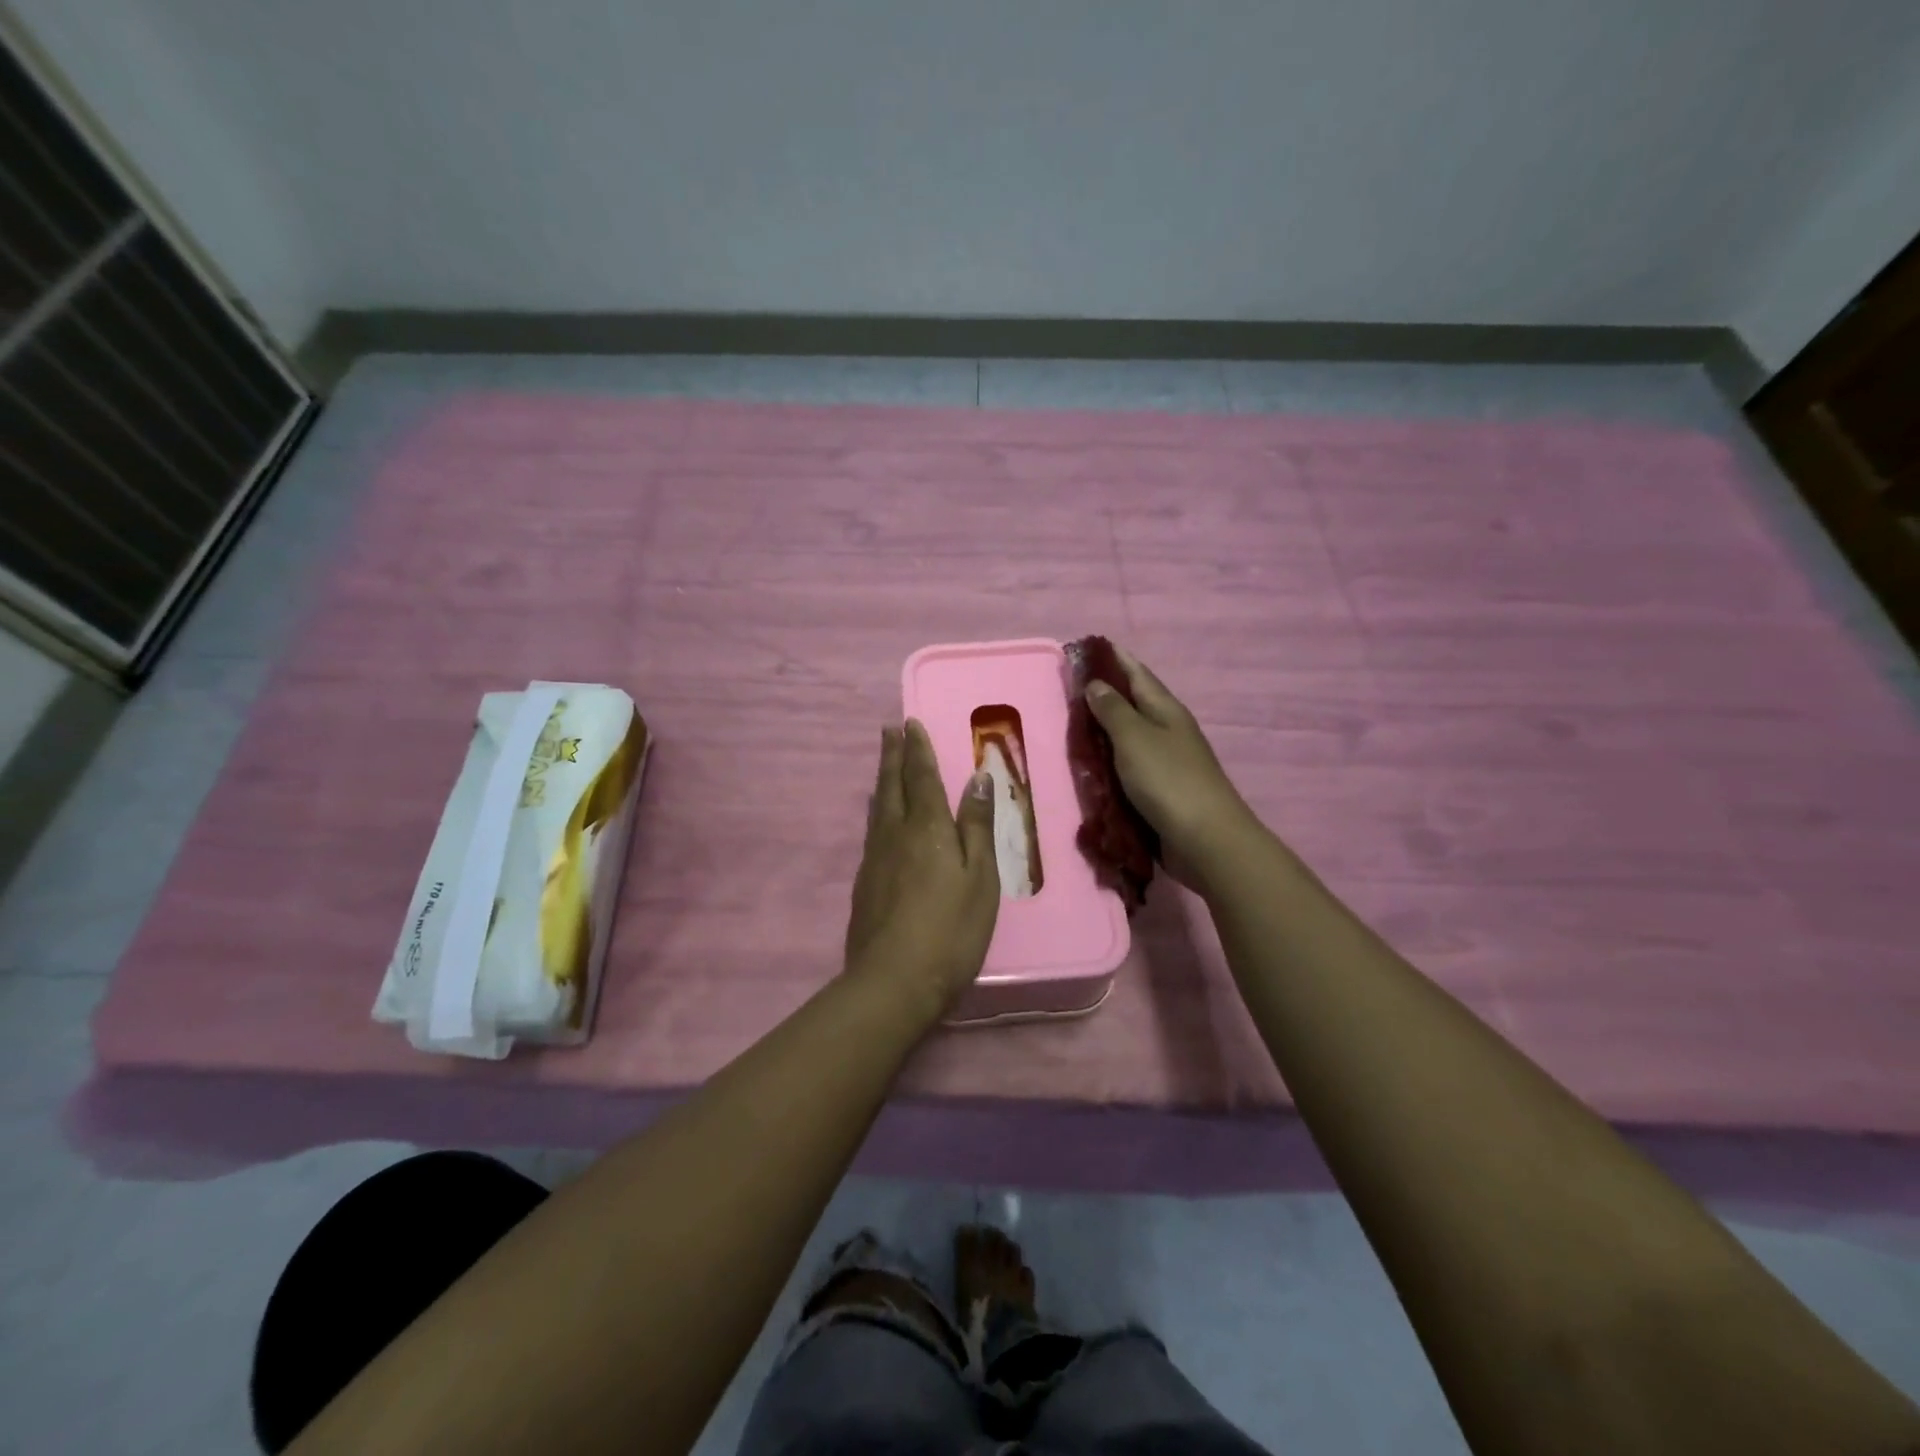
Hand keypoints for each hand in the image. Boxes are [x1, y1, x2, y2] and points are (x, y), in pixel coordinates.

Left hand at [844, 721, 1000, 1019]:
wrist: (893, 981)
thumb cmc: (951, 930)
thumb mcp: (979, 878)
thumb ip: (976, 826)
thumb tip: (977, 778)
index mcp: (928, 828)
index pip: (922, 777)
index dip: (918, 749)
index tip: (910, 723)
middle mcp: (895, 834)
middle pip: (892, 785)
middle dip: (892, 755)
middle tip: (889, 730)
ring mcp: (875, 858)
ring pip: (878, 806)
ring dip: (882, 779)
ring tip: (883, 764)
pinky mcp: (865, 882)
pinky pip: (872, 830)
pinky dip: (877, 810)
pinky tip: (879, 817)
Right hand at [1084, 646, 1259, 887]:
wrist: (1205, 840)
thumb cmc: (1168, 780)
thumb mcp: (1134, 738)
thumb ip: (1113, 710)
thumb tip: (1096, 683)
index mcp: (1166, 710)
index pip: (1137, 674)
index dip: (1114, 659)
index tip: (1088, 647)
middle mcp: (1168, 731)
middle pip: (1134, 704)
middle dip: (1105, 693)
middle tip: (1069, 687)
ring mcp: (1166, 762)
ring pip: (1130, 737)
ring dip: (1105, 730)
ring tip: (1073, 724)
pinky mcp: (1160, 791)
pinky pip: (1129, 768)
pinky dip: (1110, 762)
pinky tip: (1091, 766)